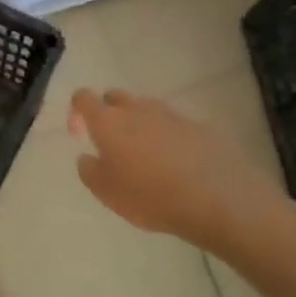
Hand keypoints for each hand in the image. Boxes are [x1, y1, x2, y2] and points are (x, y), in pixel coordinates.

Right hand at [68, 88, 284, 251]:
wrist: (218, 199)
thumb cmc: (151, 196)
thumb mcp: (106, 193)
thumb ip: (89, 171)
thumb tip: (87, 157)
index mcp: (108, 122)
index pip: (83, 98)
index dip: (77, 111)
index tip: (80, 134)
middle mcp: (137, 109)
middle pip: (115, 97)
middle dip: (108, 113)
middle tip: (112, 143)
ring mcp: (171, 115)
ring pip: (146, 109)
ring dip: (139, 124)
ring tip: (145, 156)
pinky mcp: (200, 126)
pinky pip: (175, 125)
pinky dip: (168, 137)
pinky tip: (176, 163)